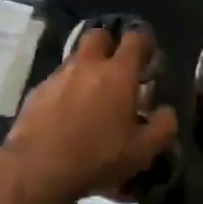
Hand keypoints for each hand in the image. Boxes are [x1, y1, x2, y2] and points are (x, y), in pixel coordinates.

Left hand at [1, 28, 176, 203]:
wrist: (36, 168)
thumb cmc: (97, 156)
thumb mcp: (141, 151)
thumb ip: (162, 127)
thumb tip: (166, 111)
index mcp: (118, 74)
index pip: (135, 39)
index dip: (144, 42)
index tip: (149, 56)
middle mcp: (87, 65)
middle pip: (99, 36)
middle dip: (109, 45)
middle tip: (116, 69)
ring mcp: (58, 76)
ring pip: (75, 58)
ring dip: (86, 69)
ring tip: (91, 96)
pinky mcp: (36, 92)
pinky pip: (56, 81)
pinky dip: (64, 90)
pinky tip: (66, 114)